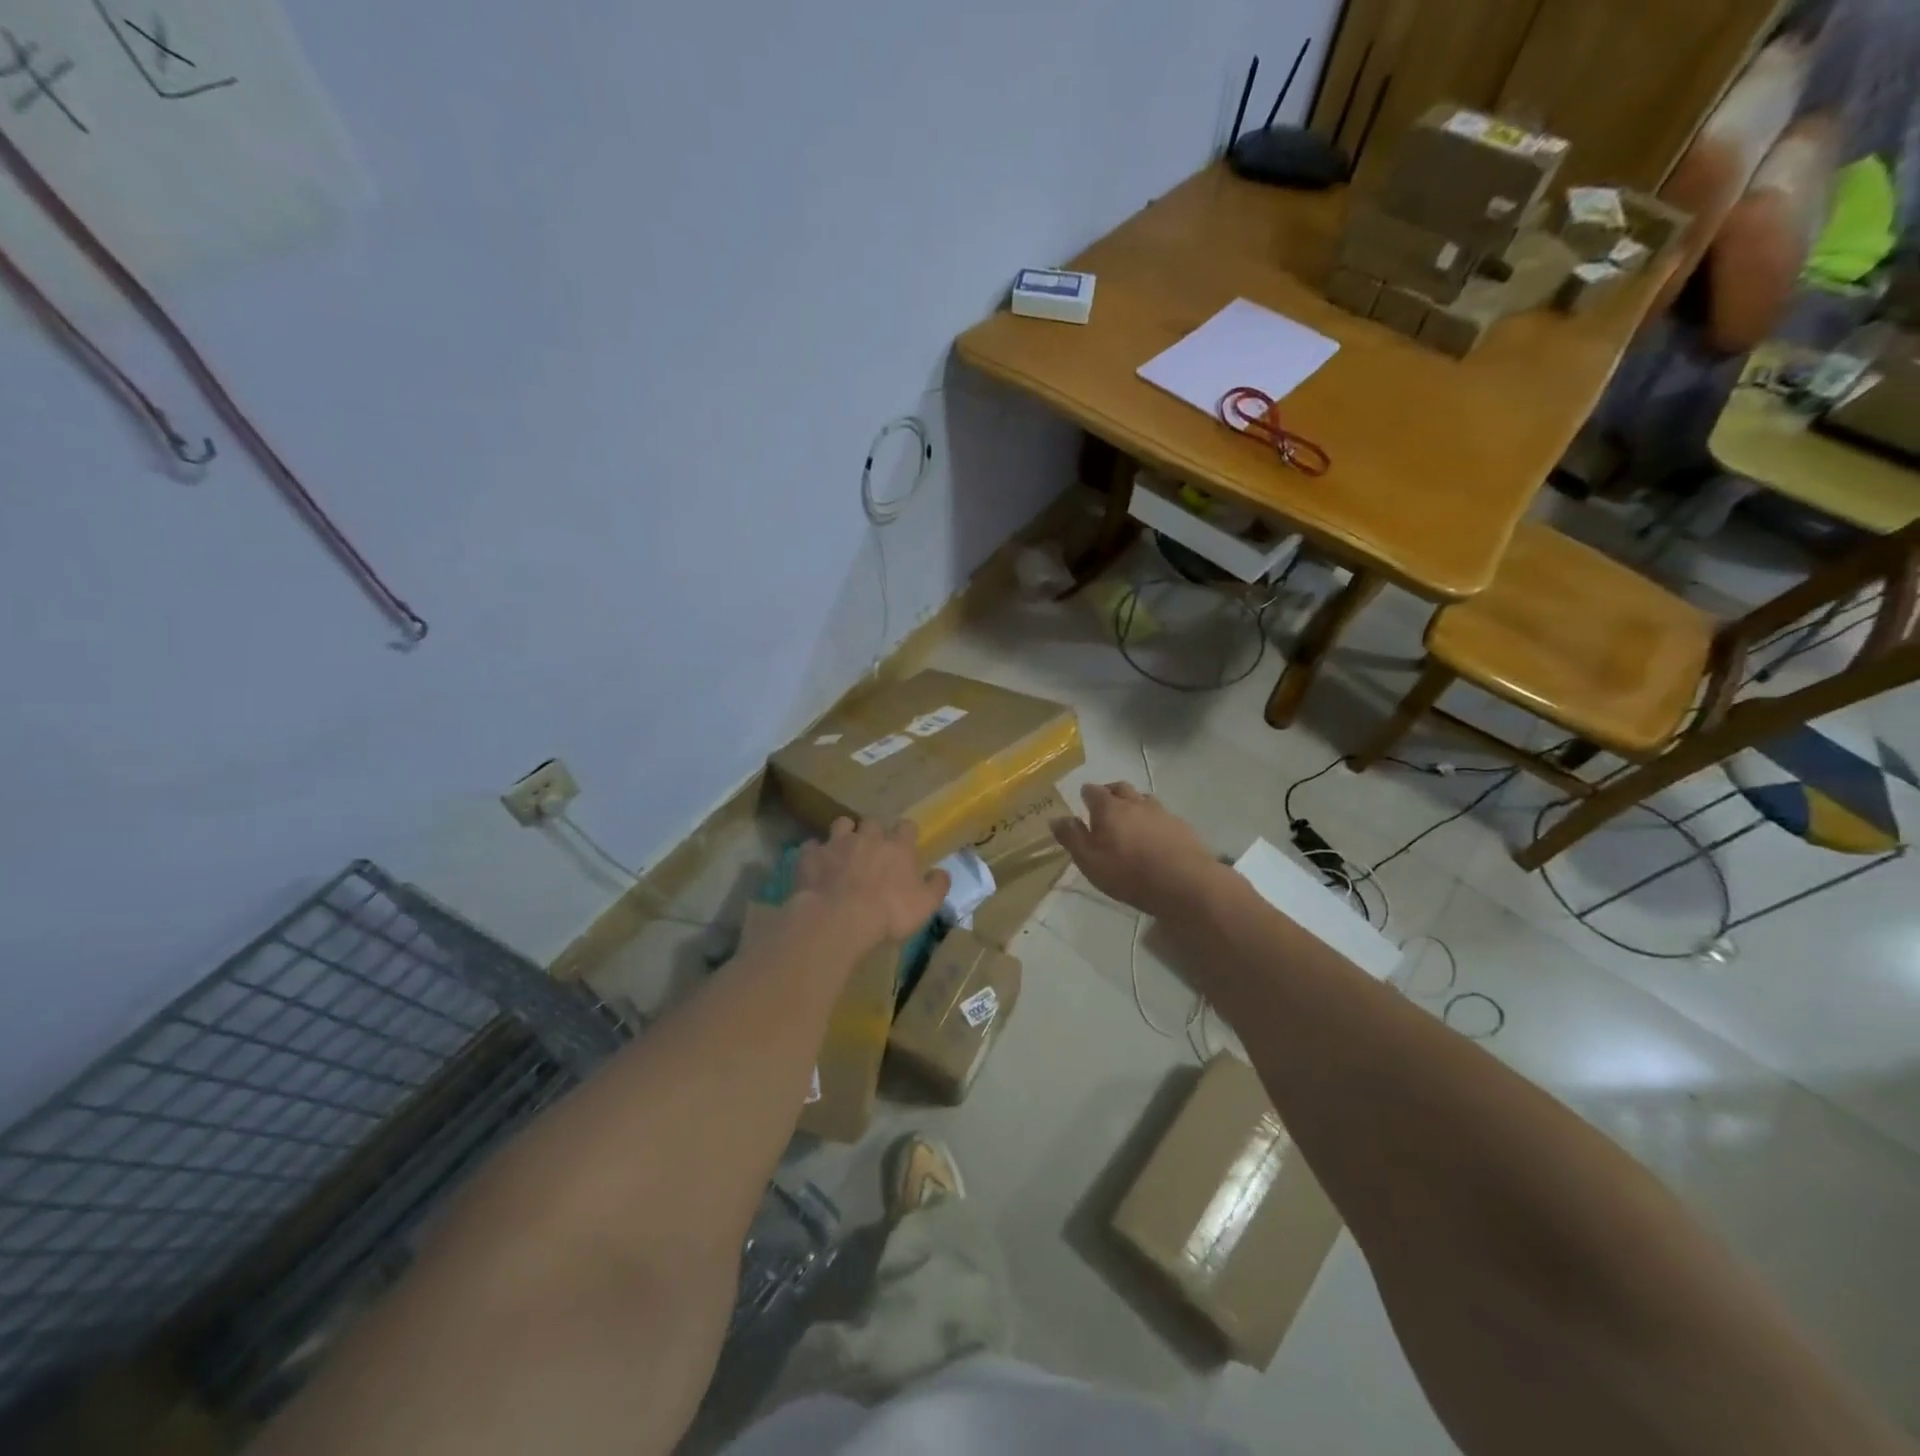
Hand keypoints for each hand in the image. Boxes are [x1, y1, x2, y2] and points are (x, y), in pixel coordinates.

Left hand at [793, 818, 949, 950]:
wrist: (839, 919)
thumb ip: (936, 886)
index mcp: (898, 847)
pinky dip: (815, 853)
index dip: (905, 834)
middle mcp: (869, 837)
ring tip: (843, 850)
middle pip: (873, 821)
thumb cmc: (889, 913)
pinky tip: (816, 865)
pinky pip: (812, 846)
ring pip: (842, 823)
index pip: (906, 826)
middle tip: (872, 851)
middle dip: (873, 832)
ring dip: (844, 834)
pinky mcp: (812, 855)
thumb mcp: (924, 906)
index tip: (905, 845)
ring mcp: (837, 843)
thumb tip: (942, 872)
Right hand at [1051, 782, 1220, 918]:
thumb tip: (1056, 818)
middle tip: (1104, 806)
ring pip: (1143, 798)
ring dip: (1133, 803)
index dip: (1086, 794)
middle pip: (1120, 787)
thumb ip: (1072, 838)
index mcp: (1109, 808)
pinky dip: (1153, 819)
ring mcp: (1161, 812)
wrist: (1185, 884)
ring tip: (1129, 819)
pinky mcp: (1181, 825)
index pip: (1092, 791)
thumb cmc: (1129, 875)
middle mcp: (1135, 803)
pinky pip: (1162, 814)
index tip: (1083, 802)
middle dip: (1110, 792)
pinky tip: (1154, 835)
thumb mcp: (1090, 862)